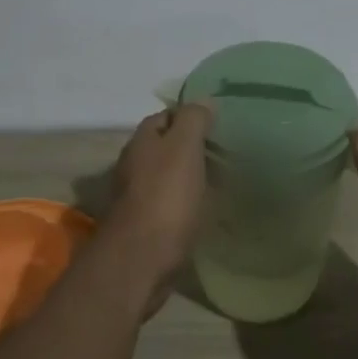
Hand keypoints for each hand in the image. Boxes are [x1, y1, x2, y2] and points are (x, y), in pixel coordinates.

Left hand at [104, 104, 214, 284]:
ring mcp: (136, 197)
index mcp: (142, 142)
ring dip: (187, 176)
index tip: (218, 124)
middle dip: (189, 147)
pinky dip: (185, 202)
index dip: (190, 116)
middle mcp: (133, 165)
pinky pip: (168, 204)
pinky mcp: (144, 225)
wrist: (141, 259)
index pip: (165, 116)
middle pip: (164, 147)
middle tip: (224, 152)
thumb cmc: (166, 197)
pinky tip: (203, 210)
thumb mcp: (184, 148)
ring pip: (165, 176)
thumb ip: (193, 120)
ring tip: (219, 181)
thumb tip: (203, 99)